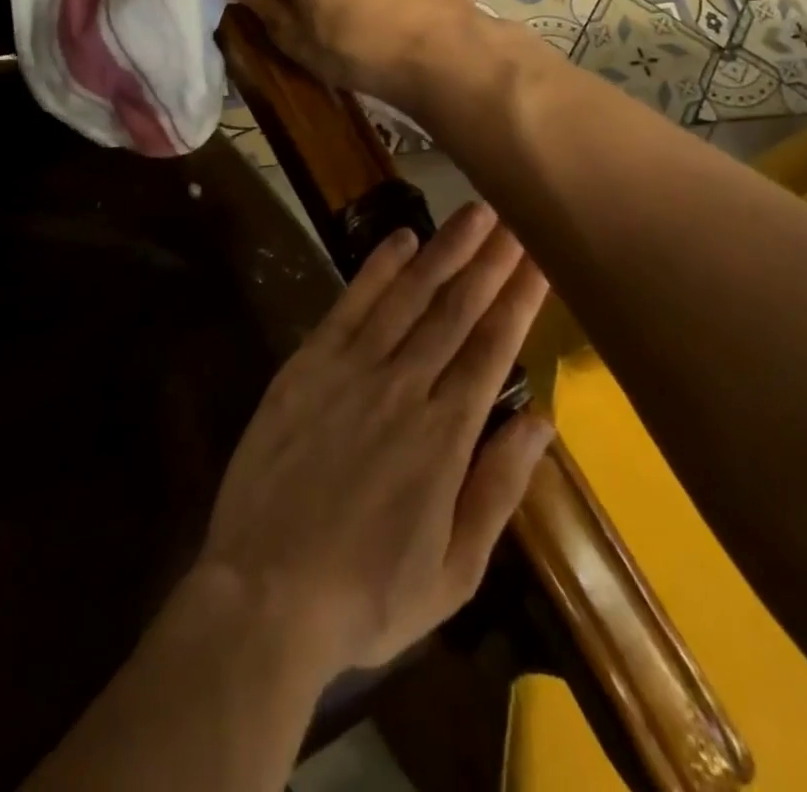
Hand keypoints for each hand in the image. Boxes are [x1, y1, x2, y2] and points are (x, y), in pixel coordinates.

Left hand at [194, 202, 553, 674]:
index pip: (494, 348)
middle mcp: (405, 386)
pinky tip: (403, 240)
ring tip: (473, 213)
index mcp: (446, 435)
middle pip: (457, 310)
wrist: (264, 591)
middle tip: (516, 217)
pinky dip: (378, 269)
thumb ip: (499, 487)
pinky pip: (351, 306)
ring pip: (409, 297)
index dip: (519, 299)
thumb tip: (542, 421)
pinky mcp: (309, 364)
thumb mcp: (454, 571)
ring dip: (444, 252)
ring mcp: (353, 369)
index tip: (539, 258)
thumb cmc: (366, 593)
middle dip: (490, 261)